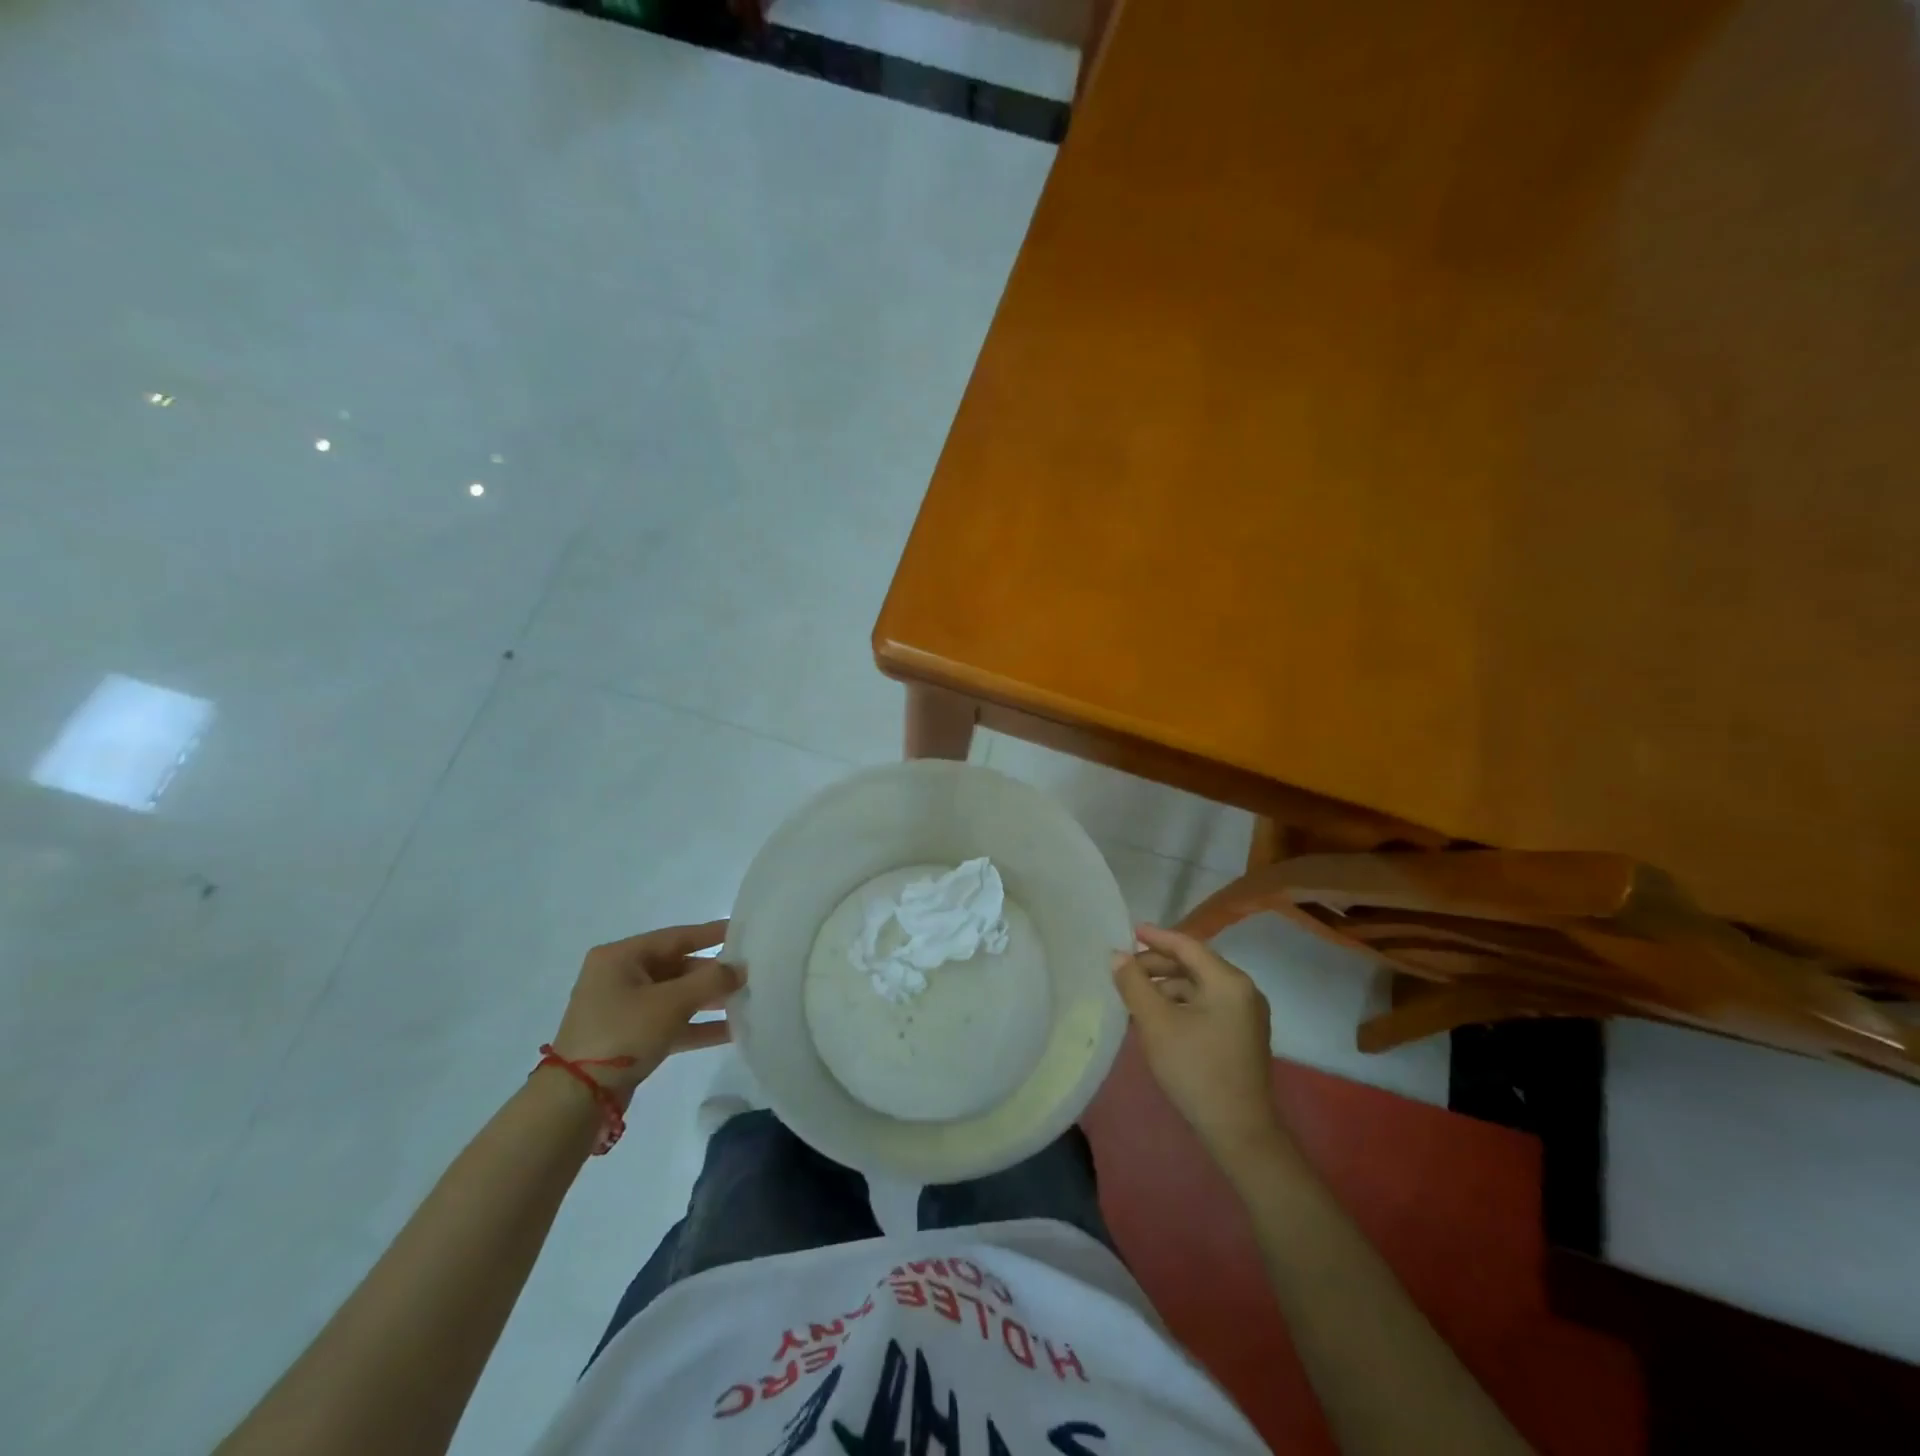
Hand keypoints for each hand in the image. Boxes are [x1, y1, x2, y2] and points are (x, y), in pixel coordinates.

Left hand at [548, 921, 743, 1094]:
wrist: (577, 1099)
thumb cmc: (623, 1033)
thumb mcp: (671, 1002)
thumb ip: (711, 981)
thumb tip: (741, 969)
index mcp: (621, 957)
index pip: (676, 936)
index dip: (712, 934)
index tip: (744, 930)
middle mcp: (620, 976)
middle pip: (677, 966)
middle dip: (713, 973)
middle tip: (751, 973)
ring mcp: (624, 1009)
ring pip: (676, 996)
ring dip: (709, 1000)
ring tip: (746, 1000)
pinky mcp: (630, 1037)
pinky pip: (671, 1022)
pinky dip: (696, 1025)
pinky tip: (731, 1031)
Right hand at [1113, 924, 1286, 1166]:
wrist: (1239, 1132)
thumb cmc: (1195, 1070)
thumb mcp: (1156, 1023)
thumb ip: (1134, 984)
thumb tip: (1117, 956)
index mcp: (1228, 981)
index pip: (1187, 946)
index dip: (1155, 937)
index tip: (1128, 931)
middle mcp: (1243, 990)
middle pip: (1194, 965)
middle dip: (1157, 965)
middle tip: (1124, 970)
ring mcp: (1246, 1015)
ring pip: (1198, 987)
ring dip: (1166, 987)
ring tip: (1134, 996)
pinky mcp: (1242, 1036)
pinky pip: (1206, 1006)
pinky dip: (1180, 1004)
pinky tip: (1156, 1017)